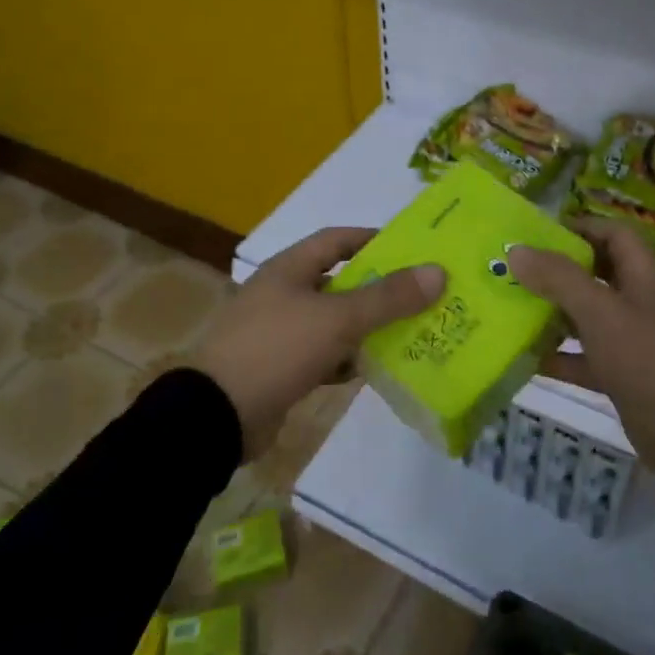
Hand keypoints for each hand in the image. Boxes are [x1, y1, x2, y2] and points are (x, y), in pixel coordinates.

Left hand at [194, 227, 443, 459]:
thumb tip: (438, 271)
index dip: (373, 239)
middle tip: (423, 295)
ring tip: (411, 332)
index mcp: (289, 269)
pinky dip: (346, 359)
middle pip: (340, 282)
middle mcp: (283, 293)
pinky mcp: (280, 368)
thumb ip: (388, 297)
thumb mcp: (337, 319)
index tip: (412, 249)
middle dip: (379, 289)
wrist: (216, 416)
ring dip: (367, 327)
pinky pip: (323, 354)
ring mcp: (279, 332)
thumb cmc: (277, 349)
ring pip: (334, 321)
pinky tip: (372, 369)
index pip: (337, 239)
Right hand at [510, 220, 654, 482]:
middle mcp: (640, 305)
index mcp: (644, 279)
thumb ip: (559, 279)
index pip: (616, 235)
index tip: (541, 232)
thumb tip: (517, 250)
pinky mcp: (624, 378)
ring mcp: (633, 343)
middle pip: (598, 274)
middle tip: (516, 270)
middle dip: (558, 270)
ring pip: (588, 317)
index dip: (583, 226)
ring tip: (512, 308)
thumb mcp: (601, 313)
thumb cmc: (648, 362)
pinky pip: (585, 358)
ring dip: (554, 313)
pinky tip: (526, 358)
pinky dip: (559, 356)